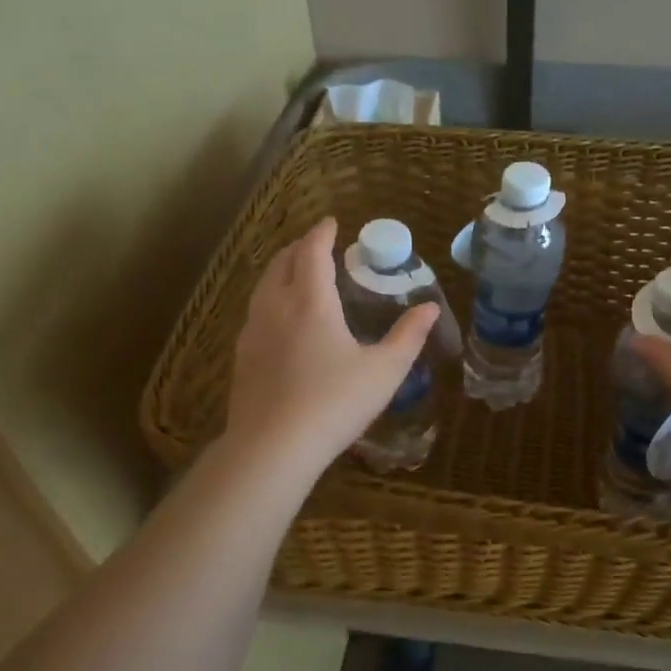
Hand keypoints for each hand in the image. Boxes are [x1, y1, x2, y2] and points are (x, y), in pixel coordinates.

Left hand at [223, 217, 439, 475]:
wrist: (272, 447)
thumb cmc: (334, 403)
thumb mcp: (384, 371)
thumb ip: (408, 336)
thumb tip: (429, 307)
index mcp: (311, 302)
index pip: (312, 253)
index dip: (322, 234)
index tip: (331, 222)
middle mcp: (276, 308)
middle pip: (281, 263)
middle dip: (298, 248)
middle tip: (315, 245)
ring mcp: (253, 332)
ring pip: (263, 287)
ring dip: (280, 271)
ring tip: (295, 274)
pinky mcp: (242, 358)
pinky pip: (255, 313)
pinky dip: (269, 299)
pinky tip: (279, 320)